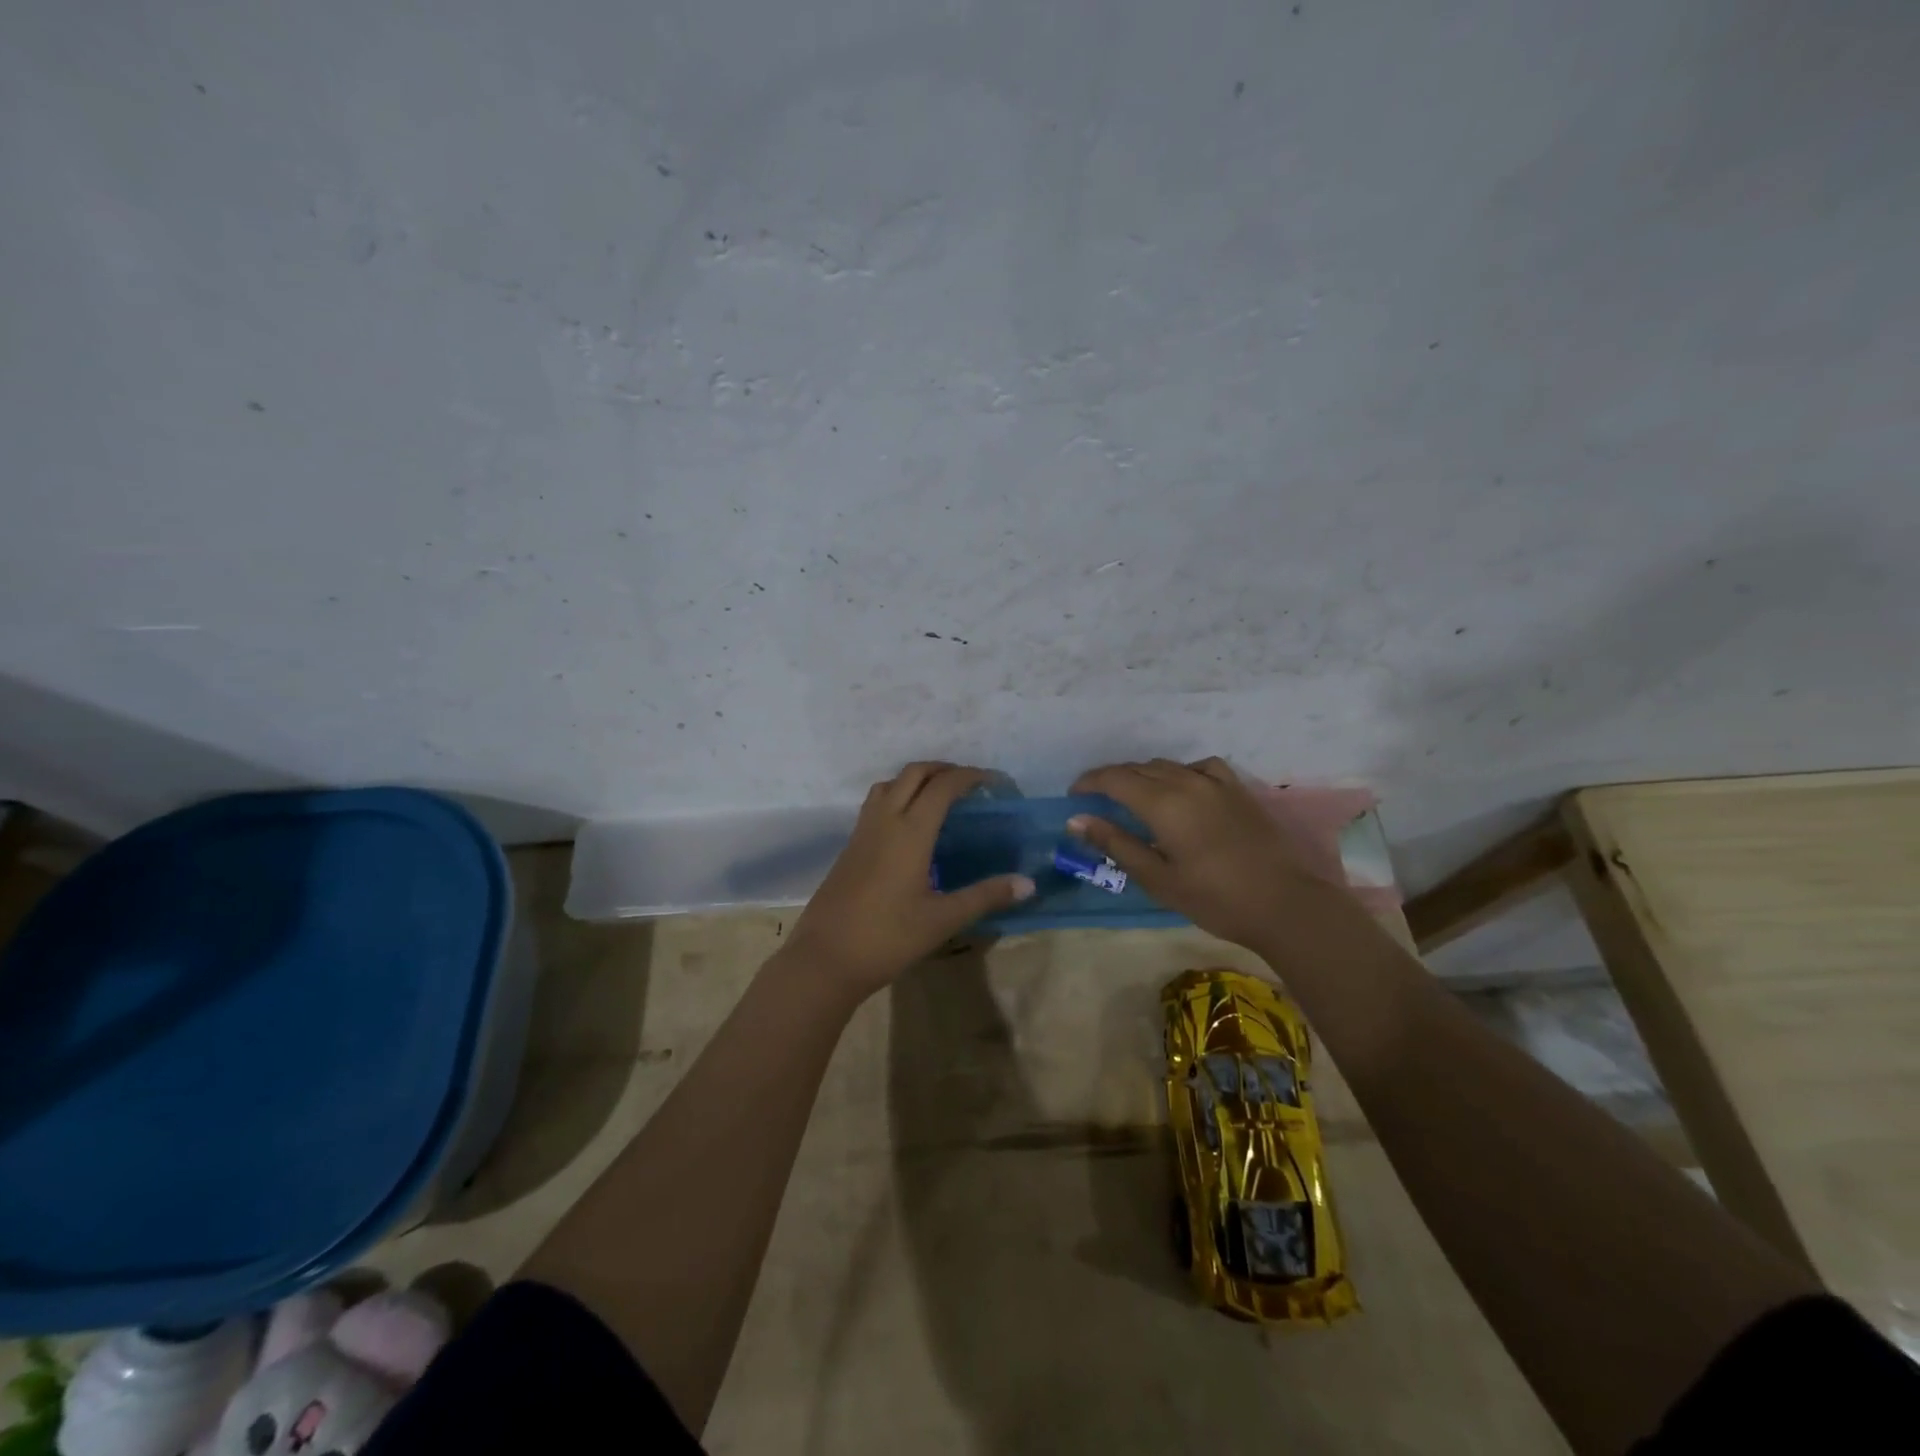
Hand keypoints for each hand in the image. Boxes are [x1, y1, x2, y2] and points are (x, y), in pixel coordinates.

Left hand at [780, 763, 1033, 998]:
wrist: (824, 958)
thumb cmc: (888, 937)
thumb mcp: (942, 919)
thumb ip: (986, 896)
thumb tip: (1028, 883)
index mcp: (910, 831)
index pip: (942, 786)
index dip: (969, 776)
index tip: (993, 782)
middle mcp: (885, 821)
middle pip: (913, 774)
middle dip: (943, 769)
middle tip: (969, 783)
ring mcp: (862, 832)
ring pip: (889, 784)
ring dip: (916, 779)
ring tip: (939, 797)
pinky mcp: (849, 846)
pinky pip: (875, 803)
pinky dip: (898, 796)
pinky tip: (909, 826)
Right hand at [1069, 757, 1335, 951]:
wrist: (1285, 904)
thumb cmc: (1214, 898)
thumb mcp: (1157, 878)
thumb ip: (1116, 843)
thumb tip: (1077, 820)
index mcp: (1162, 803)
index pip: (1114, 778)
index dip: (1089, 782)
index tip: (1073, 795)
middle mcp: (1186, 781)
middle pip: (1138, 768)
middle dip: (1112, 779)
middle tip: (1096, 800)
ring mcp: (1216, 782)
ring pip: (1167, 766)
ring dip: (1143, 775)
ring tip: (1133, 796)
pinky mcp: (1238, 790)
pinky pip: (1200, 767)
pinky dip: (1180, 772)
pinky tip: (1182, 788)